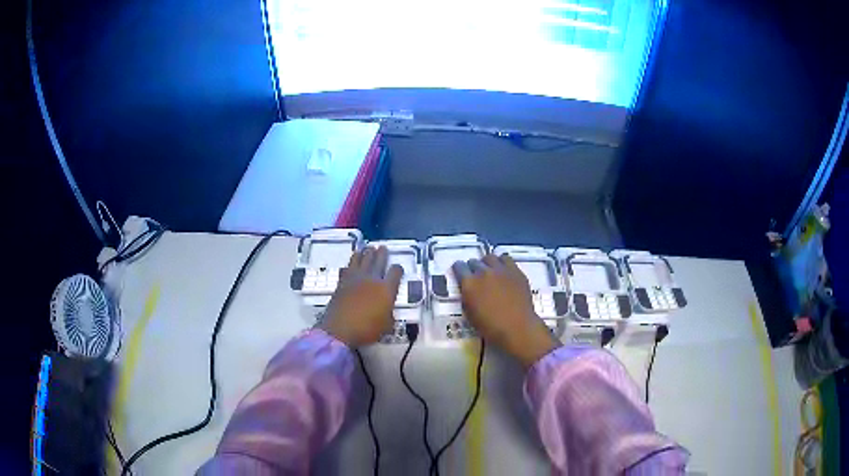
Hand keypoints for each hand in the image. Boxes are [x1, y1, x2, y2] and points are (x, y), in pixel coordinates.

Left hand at [320, 246, 402, 346]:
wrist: (340, 329)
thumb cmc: (366, 330)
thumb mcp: (386, 326)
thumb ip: (389, 315)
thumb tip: (387, 312)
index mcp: (386, 289)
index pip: (395, 272)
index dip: (398, 268)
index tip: (398, 268)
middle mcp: (371, 279)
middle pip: (378, 260)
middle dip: (381, 253)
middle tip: (382, 248)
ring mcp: (355, 279)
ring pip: (361, 260)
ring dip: (365, 253)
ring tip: (367, 248)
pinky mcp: (342, 282)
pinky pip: (348, 267)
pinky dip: (351, 263)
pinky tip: (351, 262)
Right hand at [452, 254, 559, 366]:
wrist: (517, 327)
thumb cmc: (490, 326)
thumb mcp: (469, 313)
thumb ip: (467, 296)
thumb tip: (468, 289)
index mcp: (469, 283)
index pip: (459, 267)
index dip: (459, 270)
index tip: (461, 274)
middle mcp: (483, 272)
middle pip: (474, 261)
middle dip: (473, 268)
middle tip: (477, 277)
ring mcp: (501, 270)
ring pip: (490, 257)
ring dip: (487, 264)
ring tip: (491, 271)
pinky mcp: (515, 271)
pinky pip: (506, 259)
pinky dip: (502, 263)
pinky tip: (504, 272)